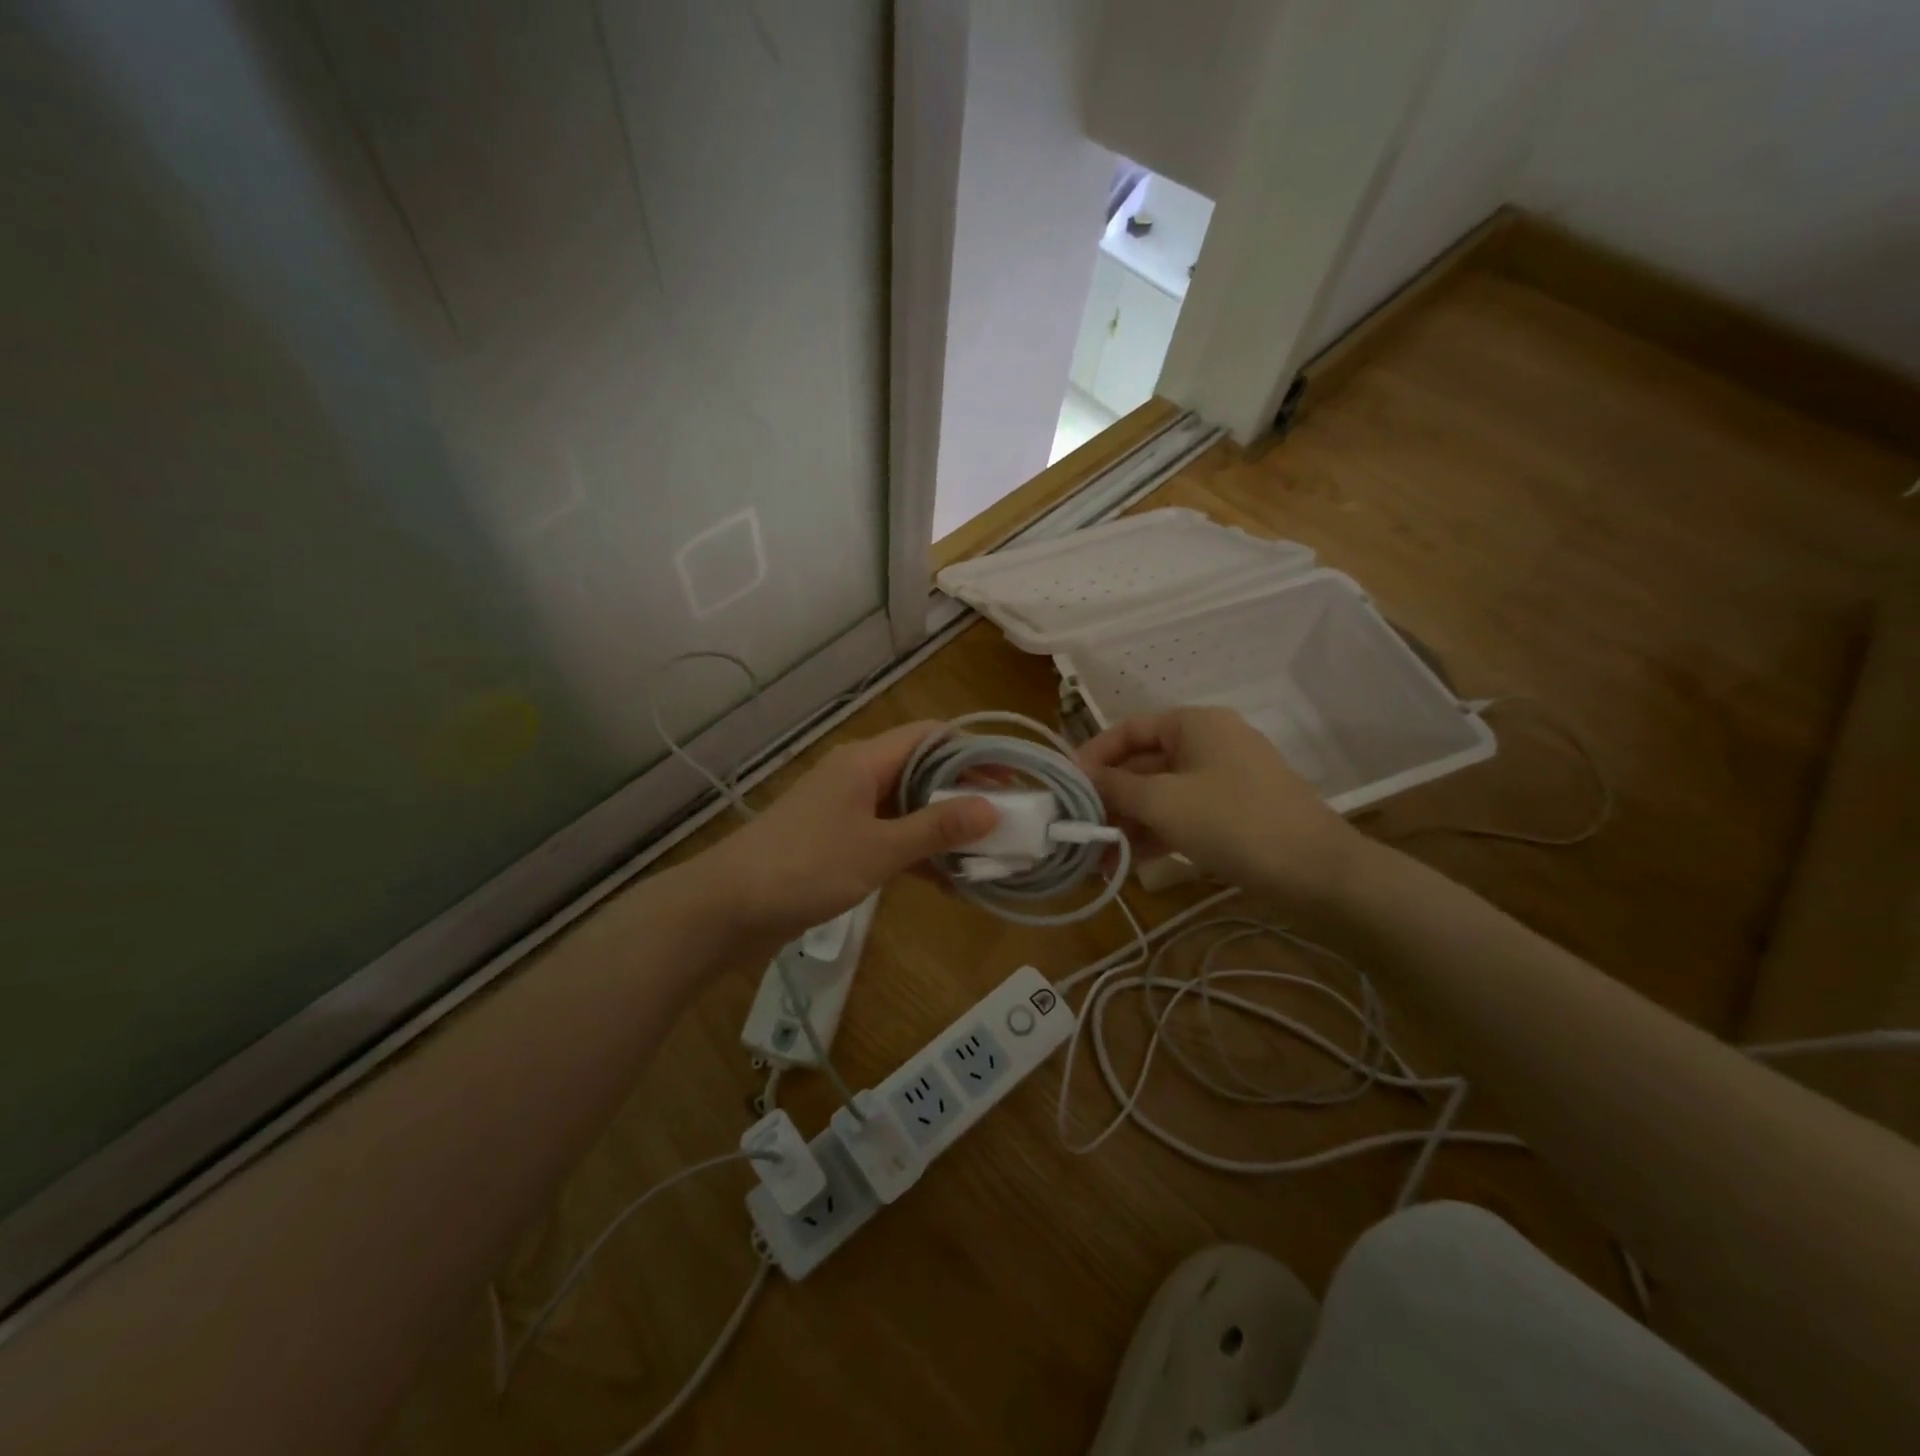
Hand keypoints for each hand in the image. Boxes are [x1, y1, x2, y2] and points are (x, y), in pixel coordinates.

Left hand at [700, 721, 996, 940]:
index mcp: (865, 762)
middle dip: (965, 793)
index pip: (930, 736)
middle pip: (923, 771)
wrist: (726, 909)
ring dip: (943, 827)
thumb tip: (993, 808)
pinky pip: (889, 838)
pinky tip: (948, 882)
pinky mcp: (838, 843)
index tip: (1012, 777)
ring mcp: (846, 811)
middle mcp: (858, 777)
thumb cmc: (805, 867)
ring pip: (908, 807)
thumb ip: (935, 828)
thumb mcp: (878, 849)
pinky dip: (917, 854)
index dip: (973, 751)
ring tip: (988, 851)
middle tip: (1008, 818)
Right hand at [1077, 707, 1364, 903]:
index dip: (1093, 755)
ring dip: (1127, 821)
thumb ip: (1116, 786)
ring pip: (1161, 794)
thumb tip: (1081, 778)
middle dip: (1108, 797)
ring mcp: (1223, 780)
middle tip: (1077, 829)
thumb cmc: (1233, 822)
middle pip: (1143, 763)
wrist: (1318, 872)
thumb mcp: (1163, 802)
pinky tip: (1127, 862)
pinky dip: (1155, 833)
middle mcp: (1208, 743)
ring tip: (1096, 855)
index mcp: (1194, 724)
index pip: (1128, 729)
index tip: (1066, 787)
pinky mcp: (1233, 814)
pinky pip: (1182, 814)